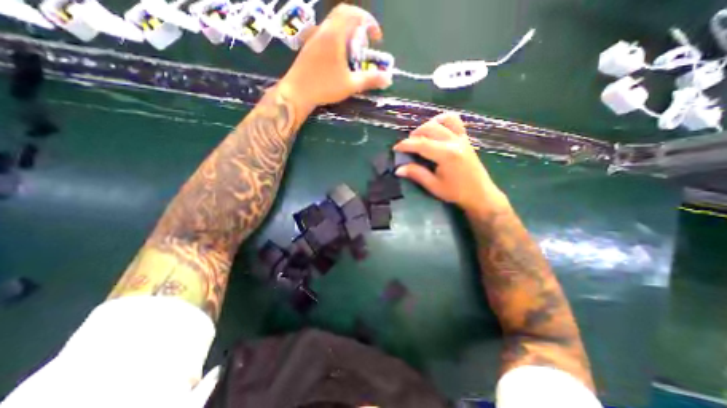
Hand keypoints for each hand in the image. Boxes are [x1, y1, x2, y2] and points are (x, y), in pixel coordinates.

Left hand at [277, 3, 392, 113]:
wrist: (297, 92)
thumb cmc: (324, 87)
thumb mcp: (351, 85)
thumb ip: (370, 80)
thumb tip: (388, 78)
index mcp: (335, 35)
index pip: (354, 14)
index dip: (369, 22)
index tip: (377, 38)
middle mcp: (324, 30)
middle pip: (343, 14)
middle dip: (359, 24)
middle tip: (366, 41)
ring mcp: (315, 37)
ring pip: (333, 24)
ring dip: (347, 31)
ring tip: (354, 51)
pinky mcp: (309, 46)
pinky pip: (326, 33)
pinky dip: (338, 38)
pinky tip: (340, 57)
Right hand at [396, 112, 506, 213]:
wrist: (480, 194)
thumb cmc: (456, 192)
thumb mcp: (434, 186)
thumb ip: (416, 174)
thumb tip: (398, 169)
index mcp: (446, 154)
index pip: (421, 144)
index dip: (406, 145)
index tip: (395, 148)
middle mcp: (454, 141)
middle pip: (430, 128)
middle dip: (414, 135)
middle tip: (407, 146)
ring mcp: (462, 138)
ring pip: (442, 121)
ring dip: (427, 126)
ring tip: (420, 137)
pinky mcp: (466, 138)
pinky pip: (454, 121)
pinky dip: (442, 121)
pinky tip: (436, 130)